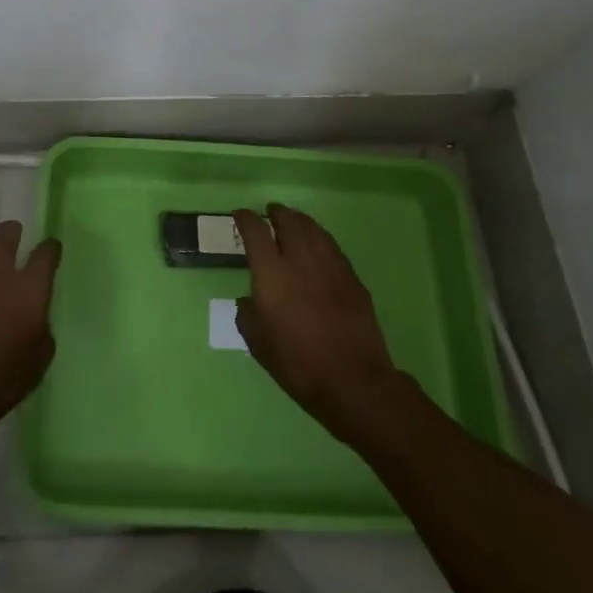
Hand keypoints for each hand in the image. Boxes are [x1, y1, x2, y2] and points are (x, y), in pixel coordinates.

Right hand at [234, 204, 401, 440]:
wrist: (353, 380)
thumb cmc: (298, 364)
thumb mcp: (258, 343)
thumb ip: (247, 315)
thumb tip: (249, 300)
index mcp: (272, 274)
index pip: (255, 232)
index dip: (246, 219)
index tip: (240, 215)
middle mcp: (300, 260)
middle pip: (289, 222)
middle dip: (277, 213)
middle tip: (270, 212)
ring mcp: (330, 265)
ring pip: (313, 229)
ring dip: (300, 220)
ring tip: (293, 220)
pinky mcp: (351, 277)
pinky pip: (331, 246)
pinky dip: (320, 237)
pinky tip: (318, 244)